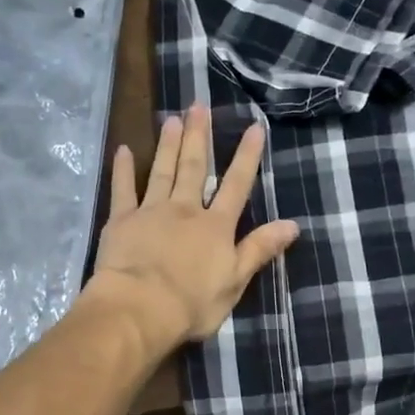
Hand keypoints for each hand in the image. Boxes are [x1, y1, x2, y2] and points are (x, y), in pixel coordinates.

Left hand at [88, 103, 298, 346]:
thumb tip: (292, 224)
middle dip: (200, 137)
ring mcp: (151, 212)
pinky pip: (123, 189)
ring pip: (162, 171)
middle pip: (195, 168)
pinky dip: (124, 169)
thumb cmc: (192, 303)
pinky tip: (124, 150)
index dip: (247, 157)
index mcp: (216, 227)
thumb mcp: (235, 282)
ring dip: (169, 145)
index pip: (236, 186)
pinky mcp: (121, 221)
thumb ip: (259, 250)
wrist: (140, 308)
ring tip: (173, 119)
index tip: (254, 127)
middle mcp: (185, 210)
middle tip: (199, 106)